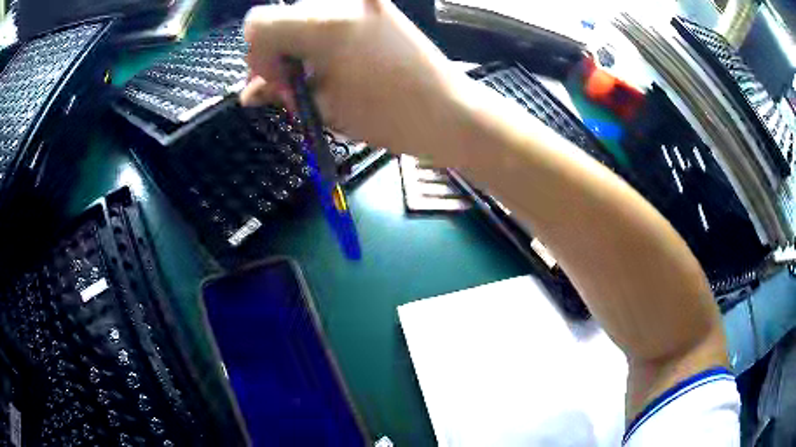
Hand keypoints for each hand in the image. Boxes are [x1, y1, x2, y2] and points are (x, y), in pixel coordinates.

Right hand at [241, 0, 465, 158]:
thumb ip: (280, 92)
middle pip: (281, 17)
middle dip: (278, 52)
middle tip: (296, 85)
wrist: (450, 112)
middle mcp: (342, 0)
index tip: (279, 82)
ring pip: (304, 15)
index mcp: (324, 23)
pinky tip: (331, 61)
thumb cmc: (389, 117)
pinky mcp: (379, 5)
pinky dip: (320, 37)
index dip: (258, 57)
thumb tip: (250, 92)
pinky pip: (331, 14)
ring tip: (318, 76)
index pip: (258, 24)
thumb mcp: (324, 108)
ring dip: (298, 45)